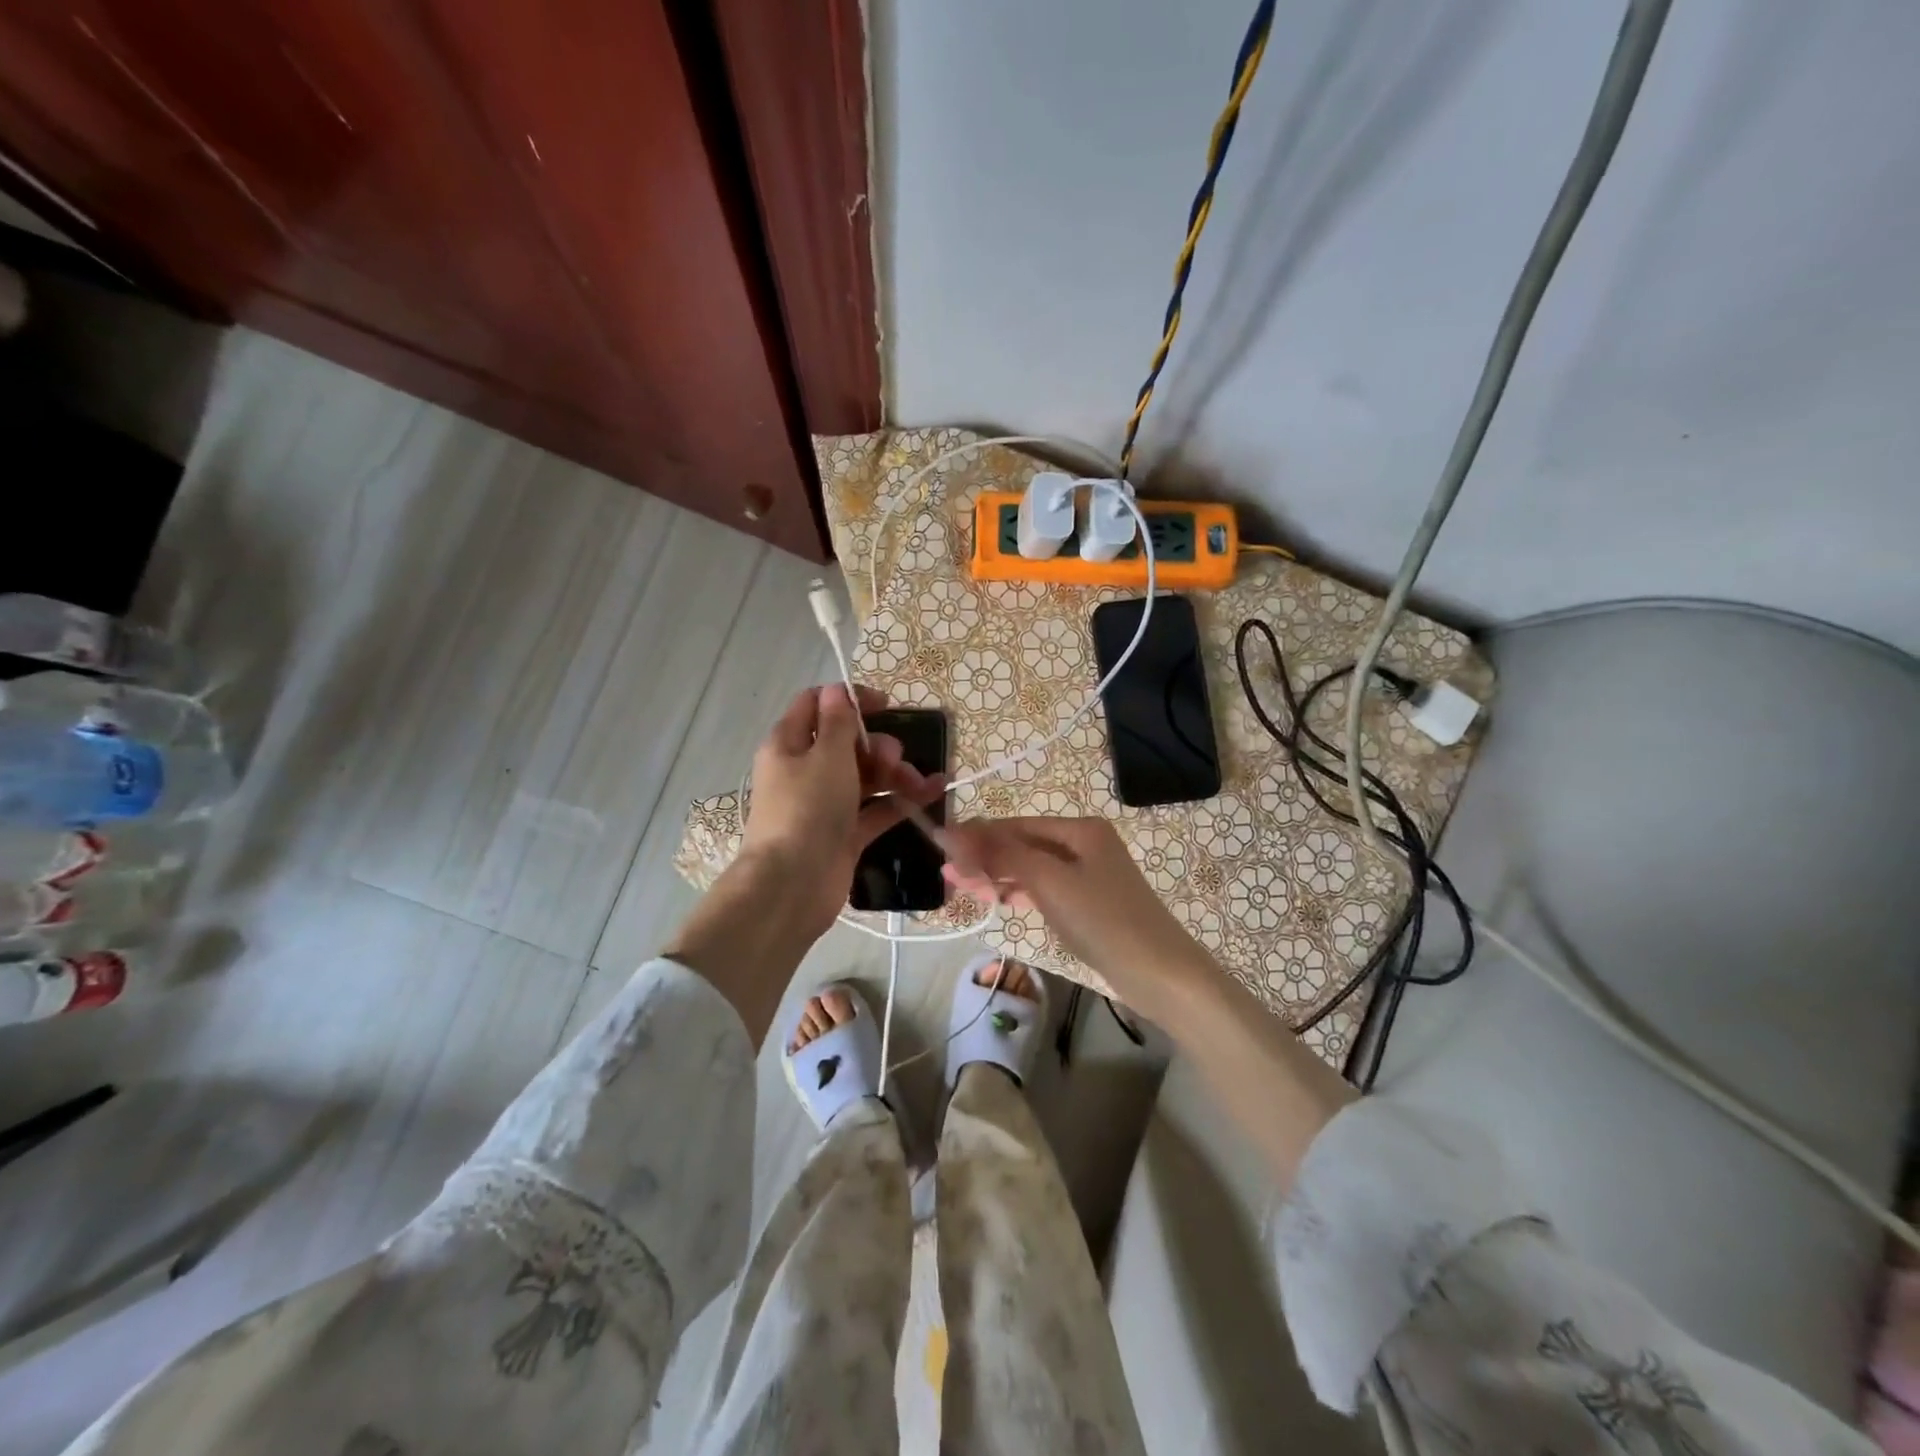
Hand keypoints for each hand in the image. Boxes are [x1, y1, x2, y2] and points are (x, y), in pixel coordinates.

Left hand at [739, 684, 942, 939]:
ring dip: (895, 773)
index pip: (815, 705)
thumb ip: (838, 722)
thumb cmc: (806, 809)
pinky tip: (932, 793)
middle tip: (895, 756)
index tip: (885, 705)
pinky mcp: (844, 834)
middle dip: (878, 744)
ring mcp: (825, 804)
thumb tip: (837, 690)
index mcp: (788, 744)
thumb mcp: (826, 756)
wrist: (792, 886)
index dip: (849, 700)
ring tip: (920, 782)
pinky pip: (876, 808)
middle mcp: (804, 771)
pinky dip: (900, 800)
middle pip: (846, 743)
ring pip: (865, 776)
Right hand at [945, 816, 1357, 1185]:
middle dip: (985, 857)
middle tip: (948, 877)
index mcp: (1080, 829)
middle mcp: (1085, 843)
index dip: (977, 835)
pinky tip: (1001, 900)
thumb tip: (953, 831)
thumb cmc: (1104, 920)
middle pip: (1023, 844)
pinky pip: (1046, 888)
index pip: (1015, 824)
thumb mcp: (1049, 881)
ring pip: (1032, 867)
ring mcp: (1090, 874)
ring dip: (999, 875)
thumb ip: (1001, 854)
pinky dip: (1021, 892)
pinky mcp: (1090, 903)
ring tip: (964, 889)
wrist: (1162, 975)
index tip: (939, 849)